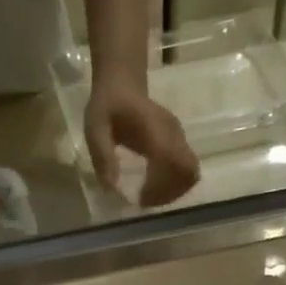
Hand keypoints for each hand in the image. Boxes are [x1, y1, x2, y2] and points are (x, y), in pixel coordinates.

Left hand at [84, 77, 199, 207]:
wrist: (123, 83)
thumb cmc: (107, 105)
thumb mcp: (95, 128)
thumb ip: (103, 156)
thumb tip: (112, 189)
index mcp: (155, 128)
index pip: (173, 162)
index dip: (161, 187)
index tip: (140, 198)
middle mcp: (173, 133)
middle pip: (188, 172)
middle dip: (169, 194)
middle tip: (144, 201)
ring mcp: (179, 137)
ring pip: (190, 173)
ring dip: (172, 192)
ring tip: (148, 198)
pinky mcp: (179, 143)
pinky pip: (186, 169)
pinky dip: (173, 185)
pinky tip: (153, 189)